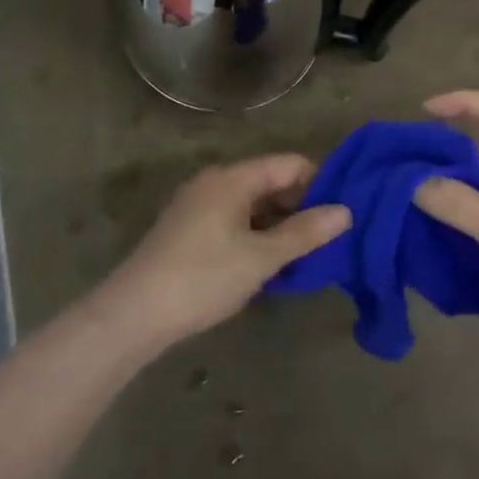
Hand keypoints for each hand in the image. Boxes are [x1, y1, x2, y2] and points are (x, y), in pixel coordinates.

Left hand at [101, 156, 350, 350]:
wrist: (133, 315)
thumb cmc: (203, 278)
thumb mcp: (261, 257)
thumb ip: (305, 233)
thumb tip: (346, 212)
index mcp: (233, 178)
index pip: (290, 164)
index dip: (319, 184)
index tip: (341, 215)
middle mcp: (215, 181)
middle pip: (271, 182)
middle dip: (300, 207)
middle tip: (326, 241)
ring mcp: (198, 205)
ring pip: (253, 204)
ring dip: (278, 225)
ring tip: (303, 257)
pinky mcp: (188, 229)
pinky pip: (234, 220)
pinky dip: (255, 235)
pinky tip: (268, 264)